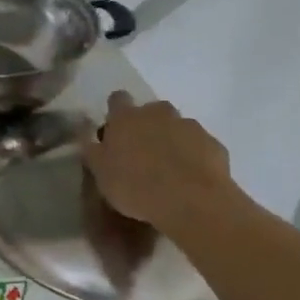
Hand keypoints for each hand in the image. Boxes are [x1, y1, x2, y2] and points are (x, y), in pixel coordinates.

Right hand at [83, 91, 239, 229]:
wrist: (192, 201)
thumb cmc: (136, 185)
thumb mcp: (100, 172)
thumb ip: (93, 150)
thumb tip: (86, 134)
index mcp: (126, 117)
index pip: (117, 99)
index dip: (115, 112)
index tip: (114, 131)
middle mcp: (158, 113)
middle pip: (150, 111)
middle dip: (147, 126)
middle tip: (142, 154)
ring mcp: (189, 126)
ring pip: (177, 127)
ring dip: (171, 140)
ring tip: (169, 170)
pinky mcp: (213, 144)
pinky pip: (199, 145)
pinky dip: (194, 156)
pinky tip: (190, 179)